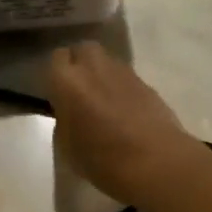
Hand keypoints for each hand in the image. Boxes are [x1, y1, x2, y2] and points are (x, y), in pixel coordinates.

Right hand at [49, 43, 201, 202]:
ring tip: (103, 100)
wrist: (154, 162)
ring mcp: (124, 73)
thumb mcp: (66, 145)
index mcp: (68, 81)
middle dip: (80, 64)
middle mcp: (94, 67)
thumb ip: (64, 120)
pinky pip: (127, 78)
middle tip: (80, 90)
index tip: (58, 93)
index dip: (57, 75)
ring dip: (102, 74)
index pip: (57, 58)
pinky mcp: (147, 84)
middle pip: (84, 49)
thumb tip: (71, 112)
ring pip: (107, 61)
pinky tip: (124, 110)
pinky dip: (122, 88)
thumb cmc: (101, 158)